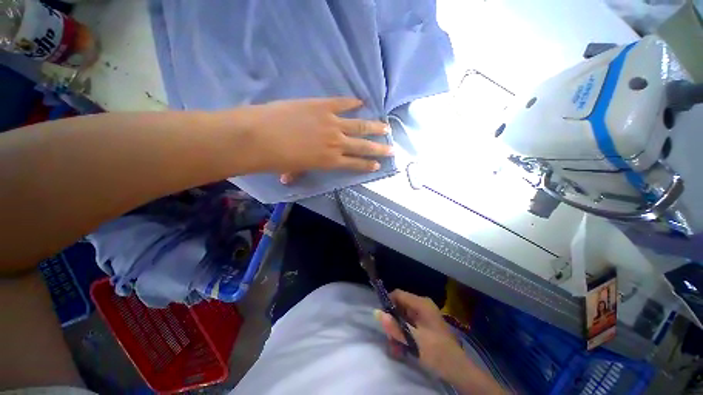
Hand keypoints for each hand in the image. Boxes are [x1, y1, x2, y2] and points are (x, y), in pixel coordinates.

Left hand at [230, 97, 392, 178]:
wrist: (259, 136)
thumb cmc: (275, 158)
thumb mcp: (291, 169)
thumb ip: (296, 173)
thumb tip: (288, 180)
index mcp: (330, 161)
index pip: (355, 164)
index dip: (367, 165)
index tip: (379, 165)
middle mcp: (336, 143)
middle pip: (363, 146)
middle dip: (379, 148)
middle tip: (392, 149)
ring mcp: (331, 123)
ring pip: (359, 125)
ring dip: (374, 127)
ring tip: (386, 127)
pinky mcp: (322, 106)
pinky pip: (342, 103)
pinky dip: (353, 103)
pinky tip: (362, 102)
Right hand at [375, 290, 504, 393]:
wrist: (459, 370)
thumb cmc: (437, 352)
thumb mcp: (414, 340)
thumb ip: (395, 327)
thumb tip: (377, 312)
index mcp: (421, 304)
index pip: (398, 294)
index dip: (388, 303)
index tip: (382, 319)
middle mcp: (422, 306)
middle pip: (400, 307)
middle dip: (393, 323)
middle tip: (390, 340)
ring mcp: (425, 316)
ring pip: (403, 318)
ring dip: (398, 332)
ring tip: (396, 349)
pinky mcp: (426, 326)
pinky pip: (410, 325)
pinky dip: (405, 335)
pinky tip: (403, 350)